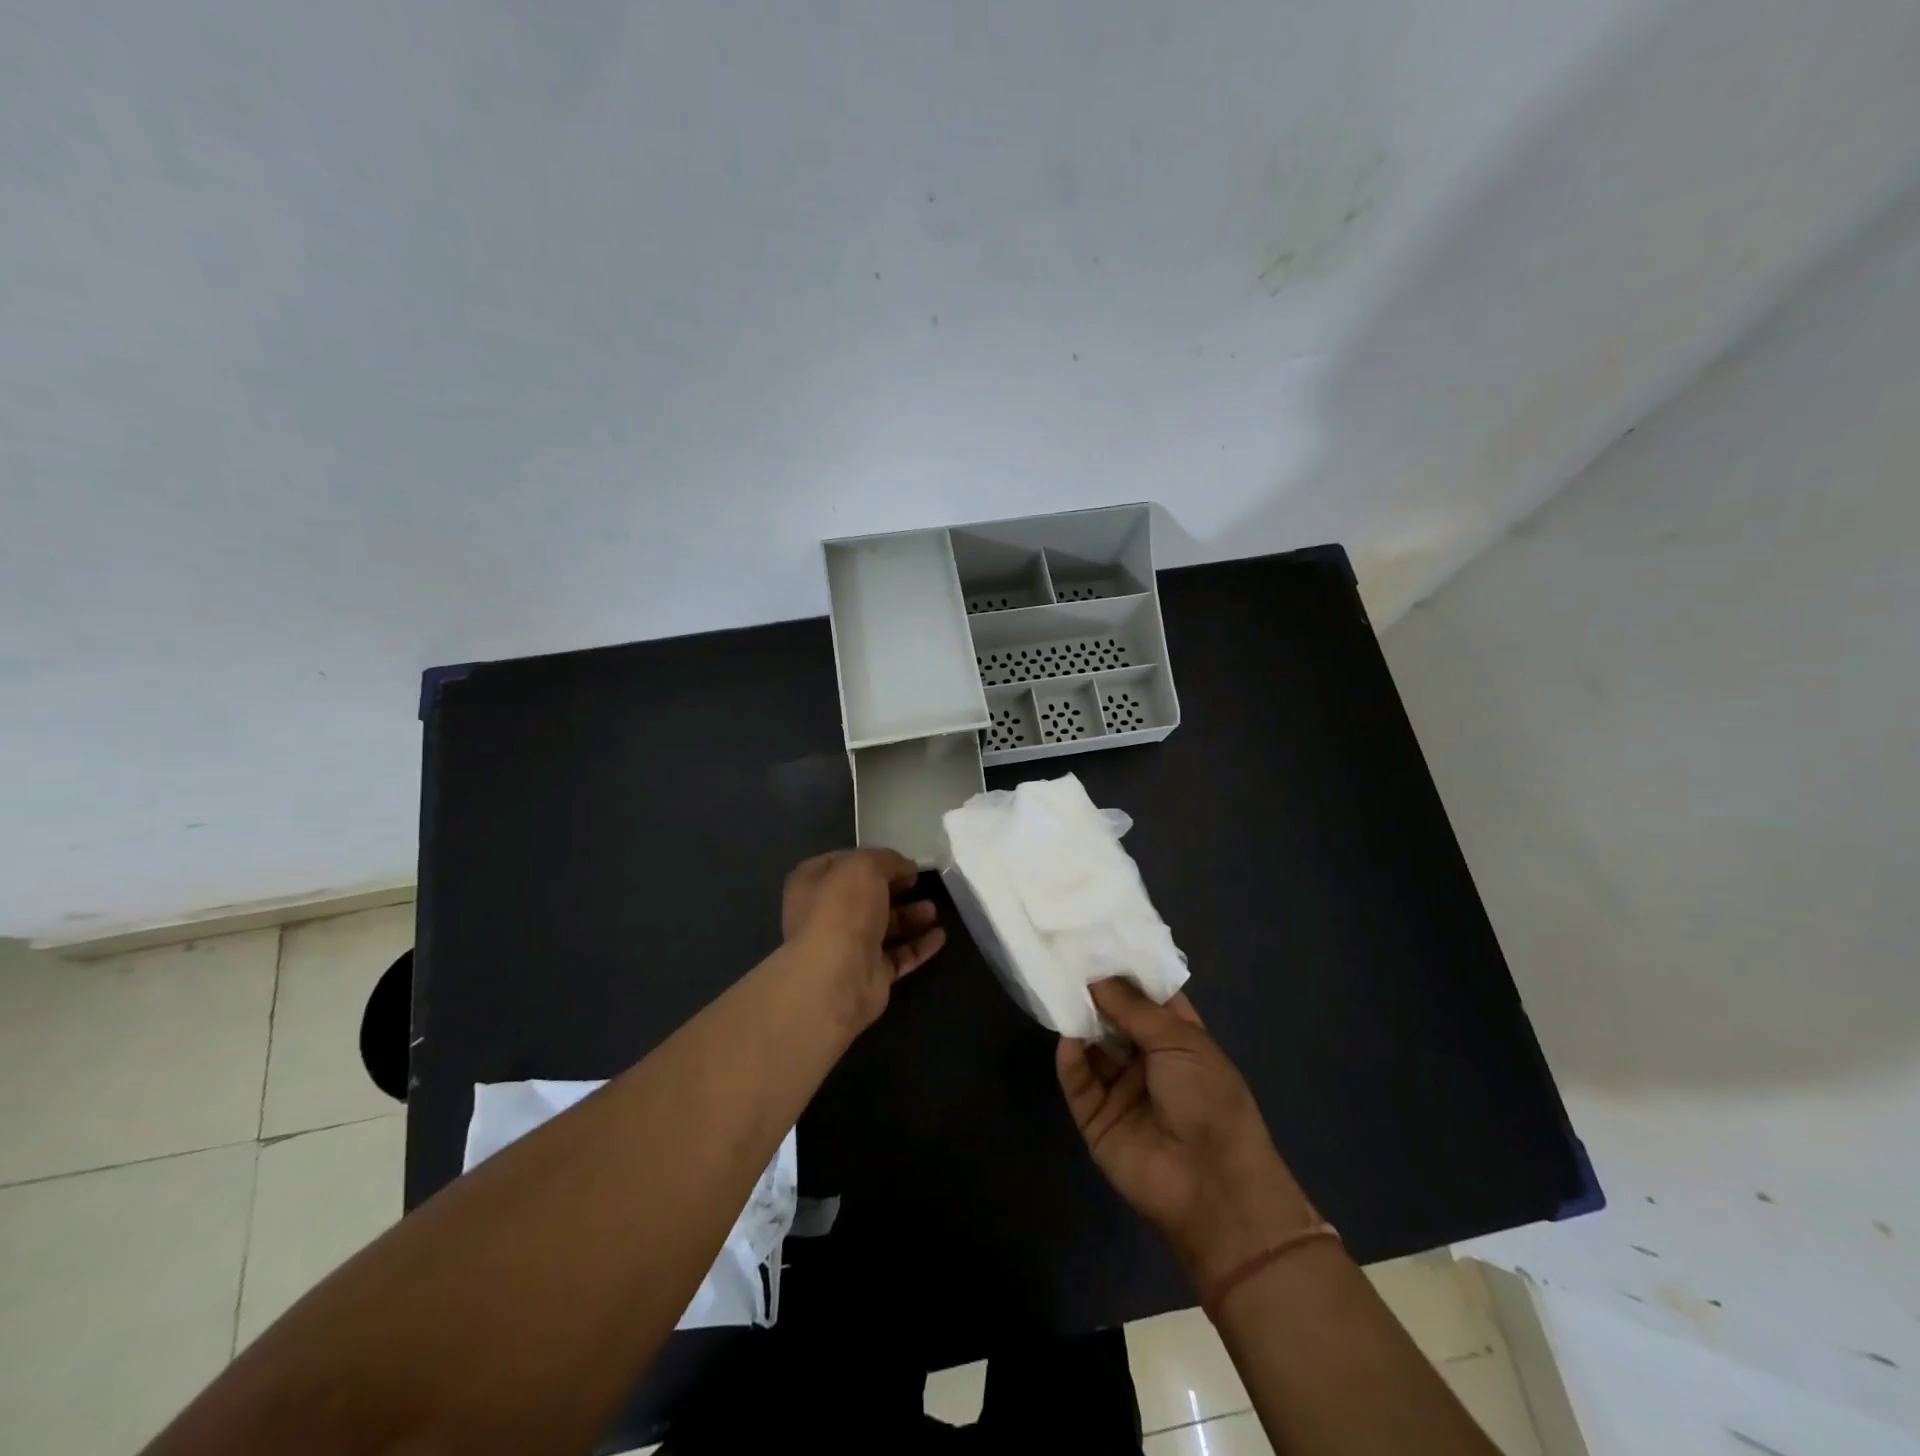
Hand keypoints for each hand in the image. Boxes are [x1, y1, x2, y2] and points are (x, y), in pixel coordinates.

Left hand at [781, 849, 944, 1031]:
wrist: (837, 978)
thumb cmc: (842, 910)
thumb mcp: (865, 867)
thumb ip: (887, 860)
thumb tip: (905, 867)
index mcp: (811, 885)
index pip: (840, 864)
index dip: (870, 859)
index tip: (899, 860)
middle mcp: (824, 916)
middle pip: (865, 897)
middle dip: (894, 889)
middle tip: (918, 883)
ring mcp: (847, 948)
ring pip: (883, 927)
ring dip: (909, 917)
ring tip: (933, 910)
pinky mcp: (869, 975)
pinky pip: (898, 956)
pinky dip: (918, 946)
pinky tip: (940, 936)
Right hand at [1057, 979, 1318, 1287]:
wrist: (1212, 1186)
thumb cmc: (1208, 1100)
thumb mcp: (1180, 1041)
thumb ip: (1133, 1007)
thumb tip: (1097, 975)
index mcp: (1177, 1038)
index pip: (1146, 996)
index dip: (1124, 971)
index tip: (1094, 940)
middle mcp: (1146, 1059)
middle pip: (1113, 1018)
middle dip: (1094, 992)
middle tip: (1064, 958)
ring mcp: (1120, 1088)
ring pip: (1091, 1046)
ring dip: (1078, 1022)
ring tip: (1057, 989)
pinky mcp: (1096, 1117)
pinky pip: (1078, 1082)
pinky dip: (1071, 1061)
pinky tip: (1068, 1040)